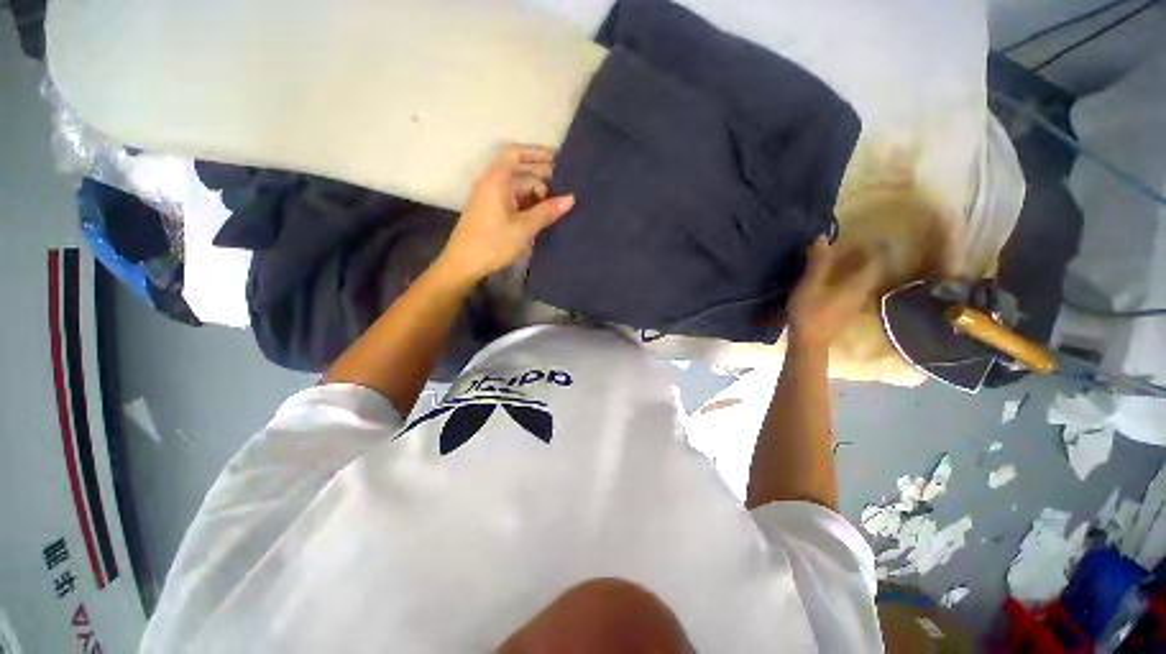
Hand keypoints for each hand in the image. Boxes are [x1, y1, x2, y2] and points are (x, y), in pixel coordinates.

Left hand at [435, 144, 574, 285]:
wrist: (463, 264)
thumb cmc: (493, 243)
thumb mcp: (524, 228)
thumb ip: (547, 211)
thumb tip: (570, 198)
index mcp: (497, 180)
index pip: (516, 154)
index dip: (537, 153)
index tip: (558, 160)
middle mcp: (492, 183)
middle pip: (519, 170)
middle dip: (541, 175)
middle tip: (565, 185)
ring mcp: (490, 197)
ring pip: (517, 187)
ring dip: (536, 192)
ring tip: (557, 203)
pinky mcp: (490, 211)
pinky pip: (512, 199)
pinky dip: (527, 202)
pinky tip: (541, 213)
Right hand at [786, 236, 882, 349]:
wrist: (808, 343)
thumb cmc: (808, 313)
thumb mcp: (809, 286)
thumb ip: (817, 263)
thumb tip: (822, 238)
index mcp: (857, 284)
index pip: (875, 261)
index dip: (873, 247)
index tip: (867, 236)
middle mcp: (862, 292)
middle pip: (870, 271)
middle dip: (864, 257)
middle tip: (852, 246)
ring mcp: (855, 304)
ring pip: (862, 281)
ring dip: (856, 269)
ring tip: (843, 261)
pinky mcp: (846, 312)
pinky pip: (854, 290)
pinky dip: (849, 280)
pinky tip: (836, 281)